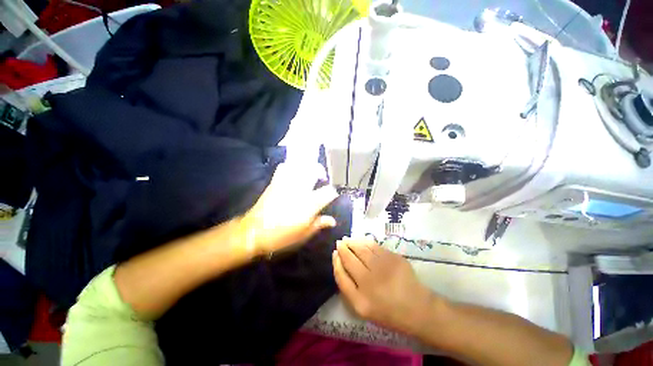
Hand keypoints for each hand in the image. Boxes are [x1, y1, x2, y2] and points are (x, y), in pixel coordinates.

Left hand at [240, 163, 338, 255]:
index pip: (328, 192)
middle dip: (320, 171)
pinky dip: (290, 166)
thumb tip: (332, 221)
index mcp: (310, 203)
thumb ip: (319, 224)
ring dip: (307, 166)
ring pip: (300, 166)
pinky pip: (284, 167)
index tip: (332, 195)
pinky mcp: (275, 182)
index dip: (333, 192)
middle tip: (322, 178)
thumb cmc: (281, 236)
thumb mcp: (304, 234)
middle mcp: (300, 190)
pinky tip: (292, 173)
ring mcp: (287, 184)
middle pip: (314, 171)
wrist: (254, 232)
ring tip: (309, 172)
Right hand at [333, 238, 435, 334]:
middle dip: (343, 248)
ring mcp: (382, 268)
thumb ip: (348, 287)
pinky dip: (365, 241)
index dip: (336, 262)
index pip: (341, 275)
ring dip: (352, 242)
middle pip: (350, 259)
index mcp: (360, 301)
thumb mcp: (362, 307)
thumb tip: (340, 262)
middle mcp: (369, 283)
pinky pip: (374, 246)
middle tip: (340, 242)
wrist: (417, 309)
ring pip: (361, 249)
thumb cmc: (387, 310)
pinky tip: (362, 240)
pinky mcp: (393, 258)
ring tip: (348, 239)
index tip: (334, 252)